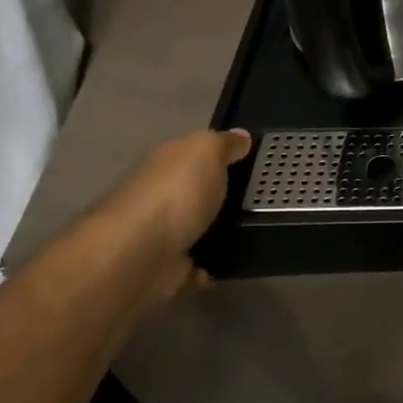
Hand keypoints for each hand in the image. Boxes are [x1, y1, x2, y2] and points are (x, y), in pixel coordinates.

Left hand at [97, 128, 252, 300]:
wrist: (141, 254)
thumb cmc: (175, 195)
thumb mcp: (205, 152)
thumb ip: (223, 144)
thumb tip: (241, 136)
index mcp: (166, 163)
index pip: (194, 153)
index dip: (221, 154)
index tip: (254, 162)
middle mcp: (160, 194)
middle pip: (197, 191)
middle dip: (222, 196)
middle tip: (261, 200)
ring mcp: (162, 232)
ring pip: (197, 227)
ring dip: (219, 231)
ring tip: (254, 231)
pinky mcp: (167, 266)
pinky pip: (196, 264)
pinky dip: (210, 265)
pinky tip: (229, 260)